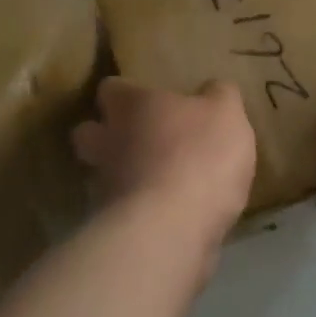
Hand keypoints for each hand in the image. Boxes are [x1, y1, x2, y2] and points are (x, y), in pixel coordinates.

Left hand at [72, 77, 256, 241]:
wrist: (172, 228)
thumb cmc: (199, 155)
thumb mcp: (226, 114)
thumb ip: (219, 96)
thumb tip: (214, 88)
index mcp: (132, 106)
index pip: (111, 88)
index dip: (126, 93)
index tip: (143, 98)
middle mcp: (107, 141)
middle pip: (89, 132)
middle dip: (107, 134)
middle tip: (138, 138)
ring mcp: (104, 186)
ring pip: (102, 172)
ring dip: (122, 174)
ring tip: (156, 181)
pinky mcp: (110, 225)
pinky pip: (119, 210)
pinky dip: (137, 209)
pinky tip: (165, 214)